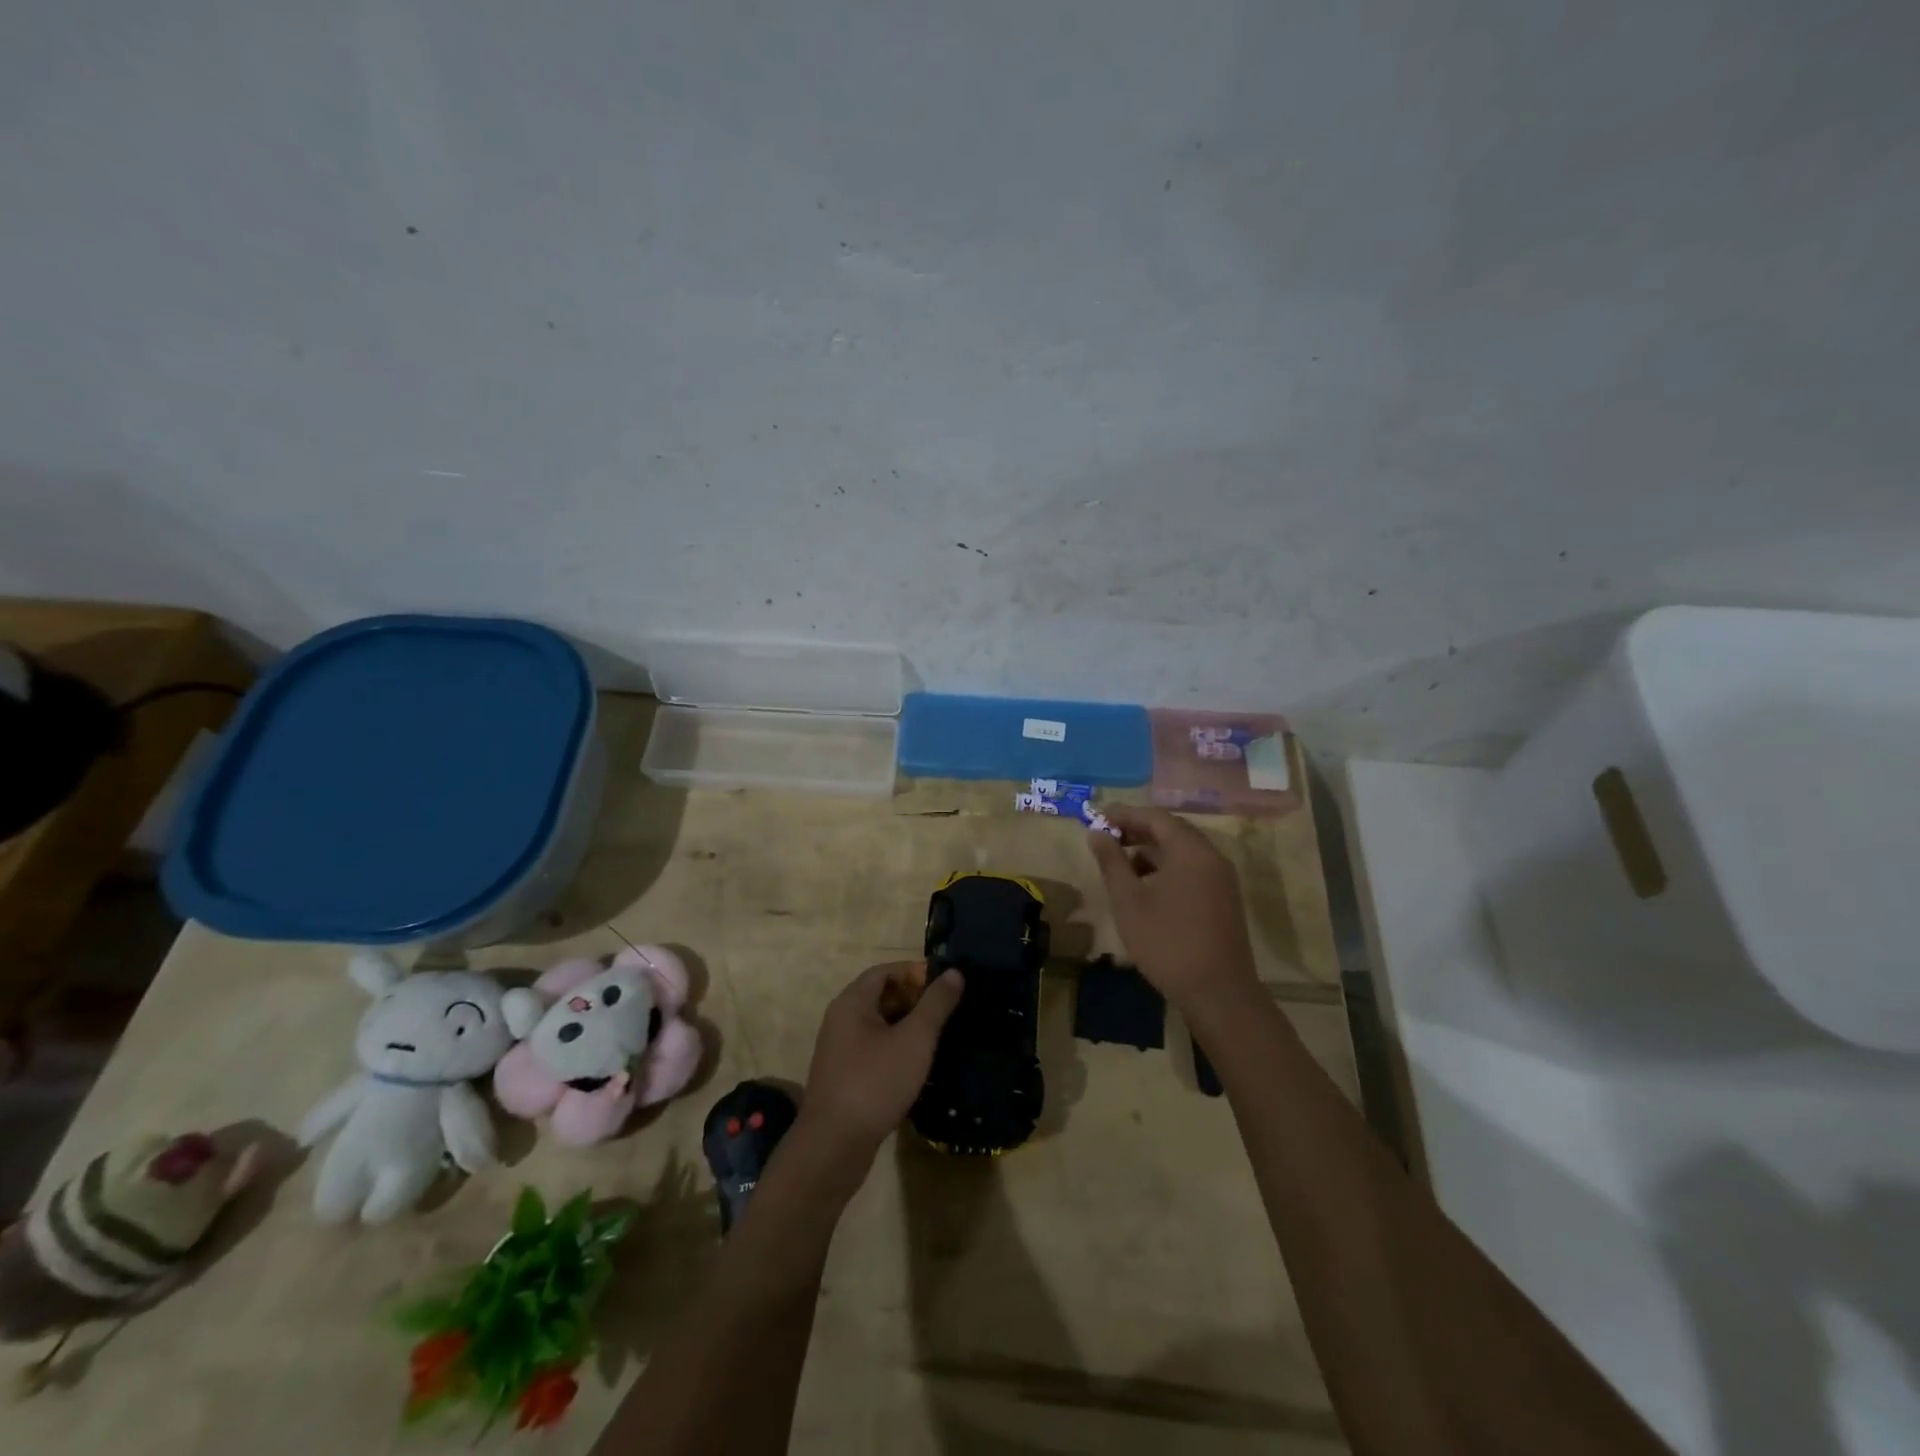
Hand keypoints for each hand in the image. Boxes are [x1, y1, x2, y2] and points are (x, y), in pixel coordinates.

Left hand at [798, 962, 963, 1169]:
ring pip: (879, 1025)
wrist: (833, 1147)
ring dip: (908, 1025)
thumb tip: (954, 972)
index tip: (946, 984)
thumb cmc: (875, 1083)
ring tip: (941, 1035)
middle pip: (881, 995)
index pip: (885, 971)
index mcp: (852, 1002)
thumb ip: (936, 1004)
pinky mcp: (844, 1076)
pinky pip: (874, 1049)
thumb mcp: (914, 1040)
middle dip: (915, 999)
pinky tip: (919, 1064)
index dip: (915, 972)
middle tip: (948, 1010)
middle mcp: (841, 1019)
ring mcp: (840, 1050)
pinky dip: (897, 1048)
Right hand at [1089, 806, 1259, 1020]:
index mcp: (1190, 851)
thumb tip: (1097, 834)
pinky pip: (1192, 869)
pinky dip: (1167, 867)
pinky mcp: (1224, 898)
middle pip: (1172, 830)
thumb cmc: (1167, 942)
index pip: (1155, 817)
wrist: (1218, 993)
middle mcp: (1211, 856)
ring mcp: (1222, 878)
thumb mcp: (1129, 901)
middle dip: (1137, 830)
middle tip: (1107, 837)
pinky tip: (1146, 887)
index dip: (1124, 814)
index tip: (1097, 818)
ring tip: (1121, 864)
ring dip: (1151, 850)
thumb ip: (1112, 862)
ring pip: (1182, 851)